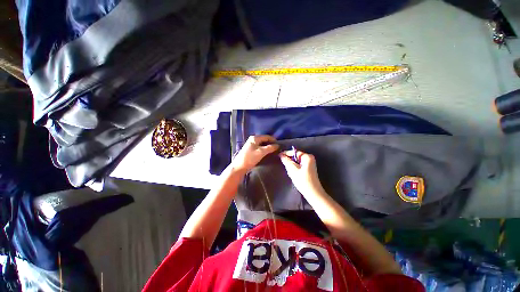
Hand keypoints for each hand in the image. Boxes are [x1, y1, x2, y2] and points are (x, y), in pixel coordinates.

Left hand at [231, 135, 278, 173]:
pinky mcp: (251, 150)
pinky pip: (260, 147)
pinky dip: (264, 149)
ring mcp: (251, 144)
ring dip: (268, 147)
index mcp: (255, 138)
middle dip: (271, 144)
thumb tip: (277, 145)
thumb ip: (270, 148)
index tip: (279, 145)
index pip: (267, 137)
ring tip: (273, 151)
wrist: (239, 167)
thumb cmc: (250, 158)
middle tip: (277, 149)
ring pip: (262, 144)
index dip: (274, 140)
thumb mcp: (261, 152)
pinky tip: (267, 153)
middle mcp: (253, 139)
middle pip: (264, 140)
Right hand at [279, 150, 323, 195]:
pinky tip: (294, 174)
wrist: (313, 193)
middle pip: (295, 157)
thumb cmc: (303, 181)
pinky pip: (299, 165)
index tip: (278, 156)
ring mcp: (310, 163)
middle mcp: (310, 158)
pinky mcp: (309, 169)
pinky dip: (295, 168)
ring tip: (290, 172)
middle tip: (285, 166)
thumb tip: (281, 155)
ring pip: (296, 162)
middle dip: (289, 161)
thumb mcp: (293, 170)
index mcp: (307, 157)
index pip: (294, 152)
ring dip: (292, 166)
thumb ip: (286, 161)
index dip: (286, 153)